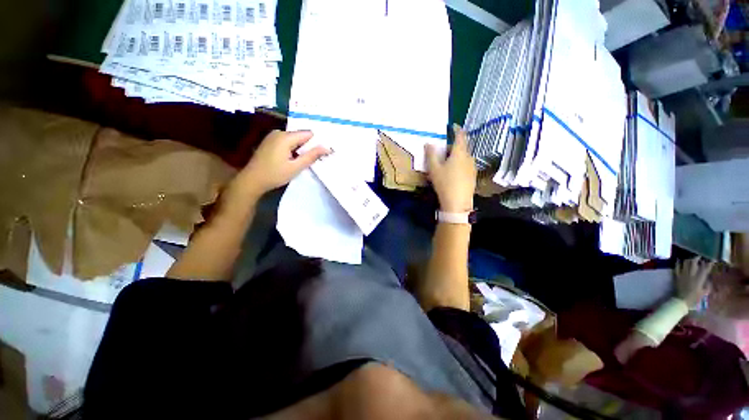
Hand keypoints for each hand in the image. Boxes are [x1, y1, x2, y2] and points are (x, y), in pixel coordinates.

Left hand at [236, 130, 328, 197]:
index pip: (308, 134)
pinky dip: (293, 149)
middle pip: (301, 136)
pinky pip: (287, 142)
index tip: (323, 153)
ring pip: (294, 139)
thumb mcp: (296, 167)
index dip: (317, 142)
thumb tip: (327, 147)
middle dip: (309, 146)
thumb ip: (312, 156)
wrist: (252, 180)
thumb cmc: (275, 174)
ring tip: (305, 161)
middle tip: (316, 159)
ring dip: (301, 149)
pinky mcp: (270, 142)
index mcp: (285, 137)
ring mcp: (273, 136)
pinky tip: (295, 159)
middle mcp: (279, 132)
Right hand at [425, 124, 476, 212]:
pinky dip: (460, 163)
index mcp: (460, 153)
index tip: (453, 126)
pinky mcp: (473, 176)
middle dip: (454, 145)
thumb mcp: (434, 169)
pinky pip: (466, 164)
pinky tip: (453, 172)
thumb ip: (431, 154)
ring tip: (447, 161)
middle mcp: (469, 157)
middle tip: (443, 148)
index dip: (457, 129)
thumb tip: (428, 143)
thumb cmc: (445, 183)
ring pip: (464, 156)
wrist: (458, 202)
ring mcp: (472, 167)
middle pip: (462, 146)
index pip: (461, 136)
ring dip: (457, 155)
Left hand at [675, 257, 714, 306]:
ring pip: (685, 263)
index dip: (709, 264)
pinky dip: (678, 263)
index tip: (712, 260)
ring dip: (689, 260)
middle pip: (694, 263)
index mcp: (699, 279)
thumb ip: (707, 286)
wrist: (681, 300)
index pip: (705, 269)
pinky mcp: (677, 276)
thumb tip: (709, 280)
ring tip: (691, 259)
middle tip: (699, 257)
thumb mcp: (704, 293)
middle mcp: (691, 275)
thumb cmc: (694, 298)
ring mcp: (683, 274)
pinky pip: (677, 268)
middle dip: (697, 259)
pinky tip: (679, 260)